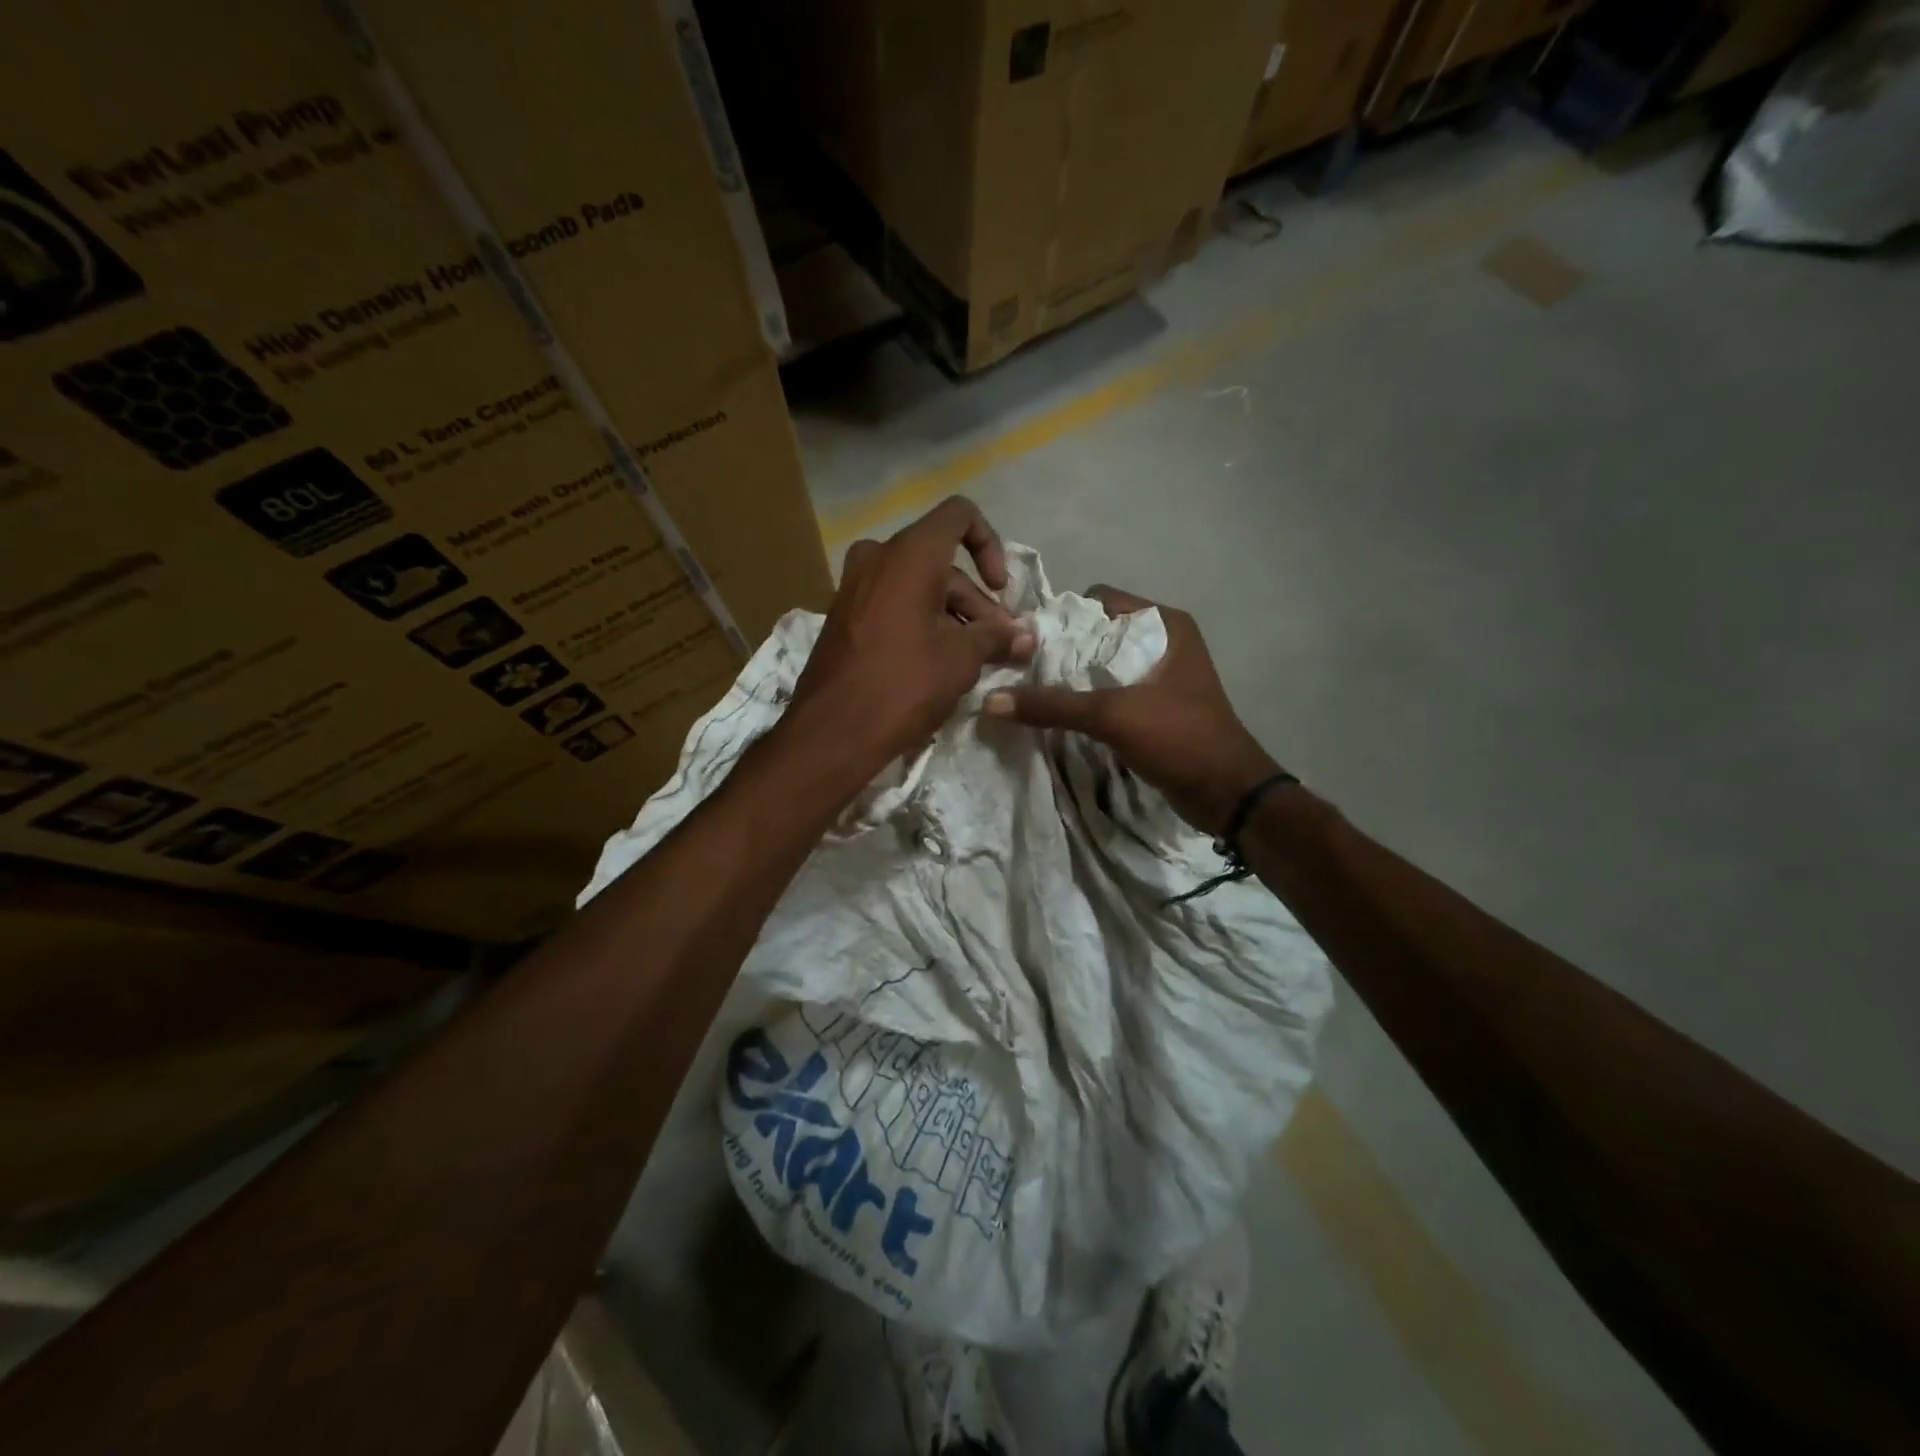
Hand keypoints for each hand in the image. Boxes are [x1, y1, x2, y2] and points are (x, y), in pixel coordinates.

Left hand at [787, 497, 1033, 771]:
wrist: (833, 731)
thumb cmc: (905, 684)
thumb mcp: (962, 659)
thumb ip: (997, 638)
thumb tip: (1026, 637)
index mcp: (909, 554)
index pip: (959, 516)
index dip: (990, 545)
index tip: (1001, 588)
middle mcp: (877, 558)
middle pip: (941, 563)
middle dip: (977, 603)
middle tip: (1000, 645)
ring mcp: (854, 587)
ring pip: (917, 587)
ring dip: (952, 617)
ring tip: (975, 661)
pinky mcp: (843, 617)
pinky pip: (893, 605)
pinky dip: (921, 623)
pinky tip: (939, 664)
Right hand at [983, 585, 1280, 834]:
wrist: (1226, 793)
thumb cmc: (1178, 737)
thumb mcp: (1113, 715)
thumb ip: (1053, 705)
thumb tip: (990, 701)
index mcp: (1163, 623)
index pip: (1098, 601)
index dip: (1061, 618)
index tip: (1025, 643)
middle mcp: (1163, 640)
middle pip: (1096, 633)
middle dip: (1059, 651)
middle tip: (1020, 670)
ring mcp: (1159, 674)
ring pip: (1101, 664)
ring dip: (1070, 678)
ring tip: (1031, 692)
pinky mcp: (1154, 704)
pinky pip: (1110, 691)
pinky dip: (1085, 699)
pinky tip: (1058, 714)